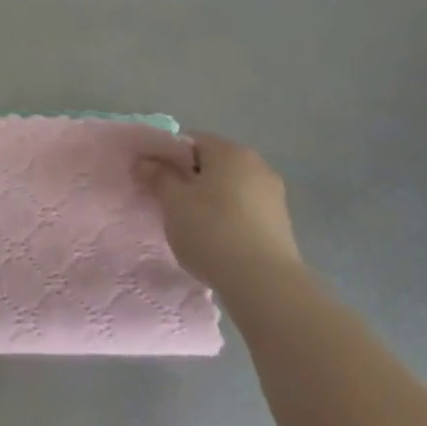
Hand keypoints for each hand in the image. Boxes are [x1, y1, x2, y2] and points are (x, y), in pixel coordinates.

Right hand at [135, 133, 299, 286]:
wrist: (264, 284)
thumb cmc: (212, 231)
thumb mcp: (173, 201)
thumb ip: (157, 176)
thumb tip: (145, 162)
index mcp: (229, 151)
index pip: (189, 141)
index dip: (166, 158)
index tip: (153, 180)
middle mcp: (256, 164)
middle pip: (211, 164)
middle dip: (189, 179)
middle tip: (169, 204)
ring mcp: (273, 195)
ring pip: (229, 188)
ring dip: (209, 200)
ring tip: (192, 227)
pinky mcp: (281, 224)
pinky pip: (244, 210)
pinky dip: (228, 218)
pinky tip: (217, 241)